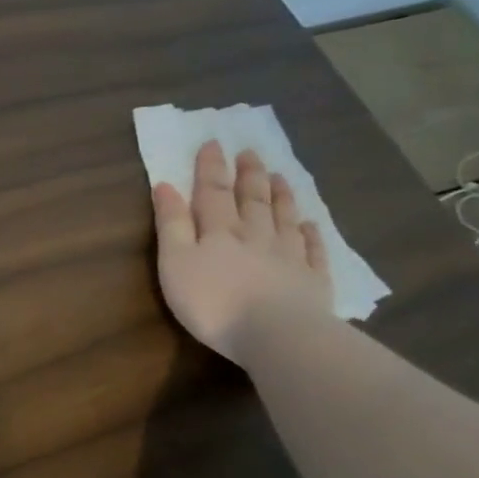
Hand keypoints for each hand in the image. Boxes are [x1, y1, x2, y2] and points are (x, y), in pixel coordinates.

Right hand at [152, 142, 331, 362]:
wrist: (276, 334)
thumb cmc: (213, 301)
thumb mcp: (175, 262)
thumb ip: (171, 224)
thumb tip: (166, 185)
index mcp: (219, 231)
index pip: (212, 192)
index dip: (210, 167)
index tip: (213, 142)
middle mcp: (255, 235)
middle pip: (251, 199)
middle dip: (248, 174)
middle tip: (250, 152)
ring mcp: (288, 256)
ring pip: (283, 218)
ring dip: (280, 195)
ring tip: (279, 176)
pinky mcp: (312, 280)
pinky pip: (312, 250)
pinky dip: (311, 234)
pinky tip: (311, 225)